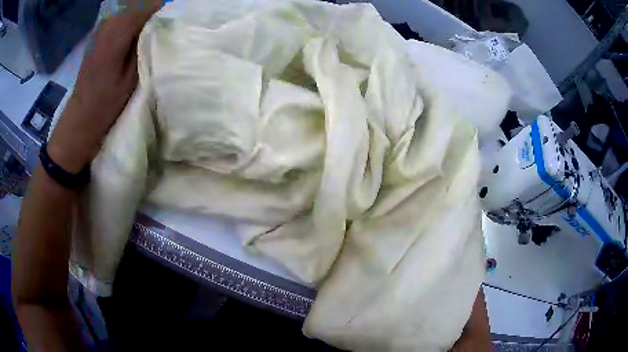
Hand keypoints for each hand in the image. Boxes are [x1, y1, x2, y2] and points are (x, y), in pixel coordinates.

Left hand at [48, 3, 159, 173]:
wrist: (81, 115)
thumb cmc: (107, 102)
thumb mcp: (132, 75)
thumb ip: (146, 43)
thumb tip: (160, 23)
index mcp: (117, 31)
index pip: (150, 5)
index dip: (163, 13)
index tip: (168, 28)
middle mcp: (109, 21)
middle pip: (140, 2)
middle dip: (153, 12)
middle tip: (158, 32)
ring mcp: (102, 25)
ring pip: (131, 6)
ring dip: (142, 16)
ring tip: (146, 35)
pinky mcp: (100, 31)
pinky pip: (122, 14)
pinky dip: (131, 20)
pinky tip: (133, 36)